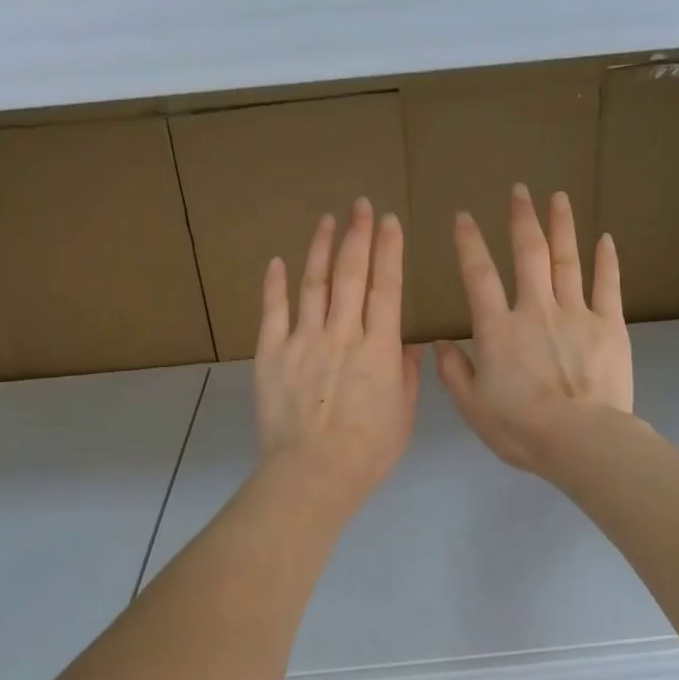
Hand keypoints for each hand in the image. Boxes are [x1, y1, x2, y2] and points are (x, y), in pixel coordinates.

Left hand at [255, 197, 420, 517]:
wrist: (313, 474)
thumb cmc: (367, 452)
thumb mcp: (402, 416)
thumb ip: (405, 376)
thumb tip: (407, 344)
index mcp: (378, 349)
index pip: (386, 288)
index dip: (389, 251)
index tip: (390, 222)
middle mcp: (342, 334)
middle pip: (351, 275)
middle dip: (358, 235)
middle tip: (360, 205)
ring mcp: (303, 341)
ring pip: (313, 284)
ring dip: (321, 248)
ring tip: (328, 220)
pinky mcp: (271, 354)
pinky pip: (273, 312)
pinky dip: (274, 285)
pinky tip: (278, 261)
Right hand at [436, 185, 634, 473]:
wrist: (580, 441)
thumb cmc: (520, 428)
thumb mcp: (472, 406)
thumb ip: (453, 372)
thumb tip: (440, 343)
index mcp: (497, 330)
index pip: (479, 276)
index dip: (469, 244)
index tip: (464, 217)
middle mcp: (535, 311)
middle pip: (528, 255)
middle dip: (521, 220)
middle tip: (519, 190)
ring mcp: (575, 314)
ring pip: (567, 260)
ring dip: (561, 226)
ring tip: (557, 197)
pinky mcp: (609, 325)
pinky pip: (608, 285)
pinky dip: (606, 260)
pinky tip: (604, 238)